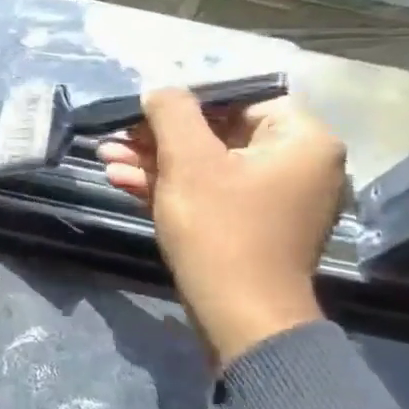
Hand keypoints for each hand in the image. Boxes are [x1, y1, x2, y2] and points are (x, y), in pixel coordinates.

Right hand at [96, 91, 345, 369]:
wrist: (240, 318)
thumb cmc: (220, 230)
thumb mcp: (188, 161)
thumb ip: (172, 113)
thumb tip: (160, 90)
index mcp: (302, 140)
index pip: (242, 98)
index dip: (189, 99)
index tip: (145, 107)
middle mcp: (297, 164)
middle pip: (218, 132)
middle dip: (159, 135)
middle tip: (116, 134)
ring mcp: (273, 198)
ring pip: (207, 164)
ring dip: (155, 160)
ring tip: (106, 157)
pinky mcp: (250, 225)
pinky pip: (210, 192)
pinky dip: (171, 186)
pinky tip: (123, 180)